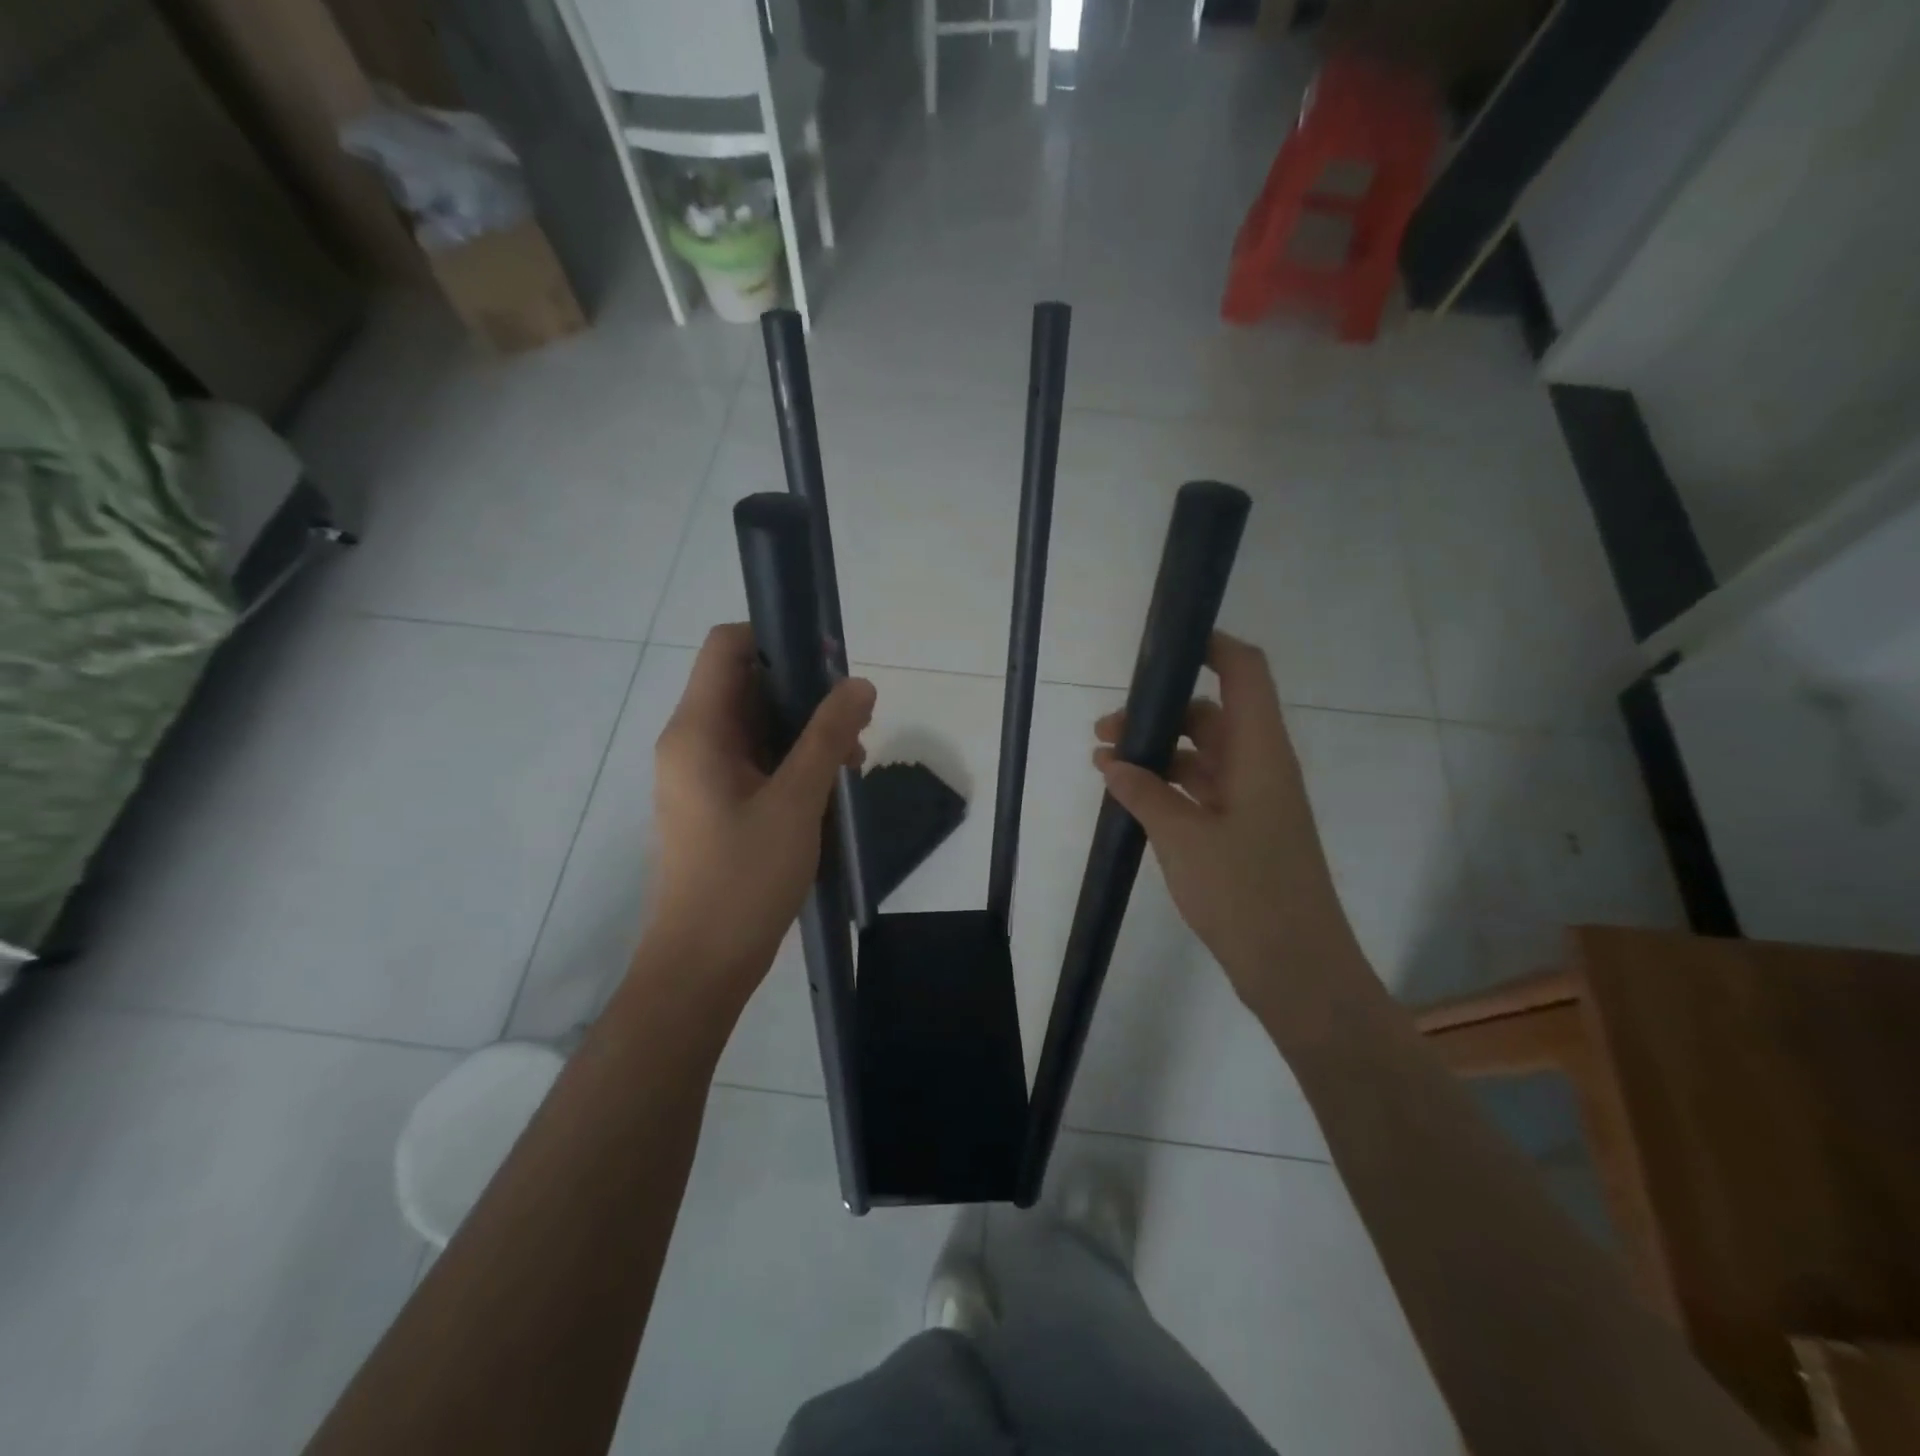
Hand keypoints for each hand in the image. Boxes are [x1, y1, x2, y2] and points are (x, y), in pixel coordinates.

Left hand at [645, 624, 874, 1002]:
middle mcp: (690, 742)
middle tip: (855, 720)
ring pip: (756, 725)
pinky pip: (754, 760)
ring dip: (804, 730)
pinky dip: (791, 760)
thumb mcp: (796, 801)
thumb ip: (828, 736)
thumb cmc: (745, 878)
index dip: (777, 638)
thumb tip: (860, 683)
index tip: (829, 662)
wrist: (702, 964)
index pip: (727, 647)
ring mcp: (700, 774)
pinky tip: (829, 784)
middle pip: (746, 684)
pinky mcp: (714, 803)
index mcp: (697, 730)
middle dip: (804, 692)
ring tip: (852, 760)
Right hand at [1094, 633, 1356, 1011]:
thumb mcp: (1183, 838)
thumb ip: (1144, 793)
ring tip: (1105, 764)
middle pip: (1211, 714)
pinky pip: (1202, 790)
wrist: (1296, 970)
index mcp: (1260, 753)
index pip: (1244, 673)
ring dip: (1158, 752)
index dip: (1212, 645)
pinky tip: (1130, 797)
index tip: (1164, 641)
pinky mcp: (1243, 831)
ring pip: (1203, 754)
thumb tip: (1111, 761)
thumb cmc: (1247, 894)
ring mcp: (1253, 801)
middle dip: (1159, 712)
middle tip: (1106, 731)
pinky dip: (1168, 786)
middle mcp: (1260, 767)